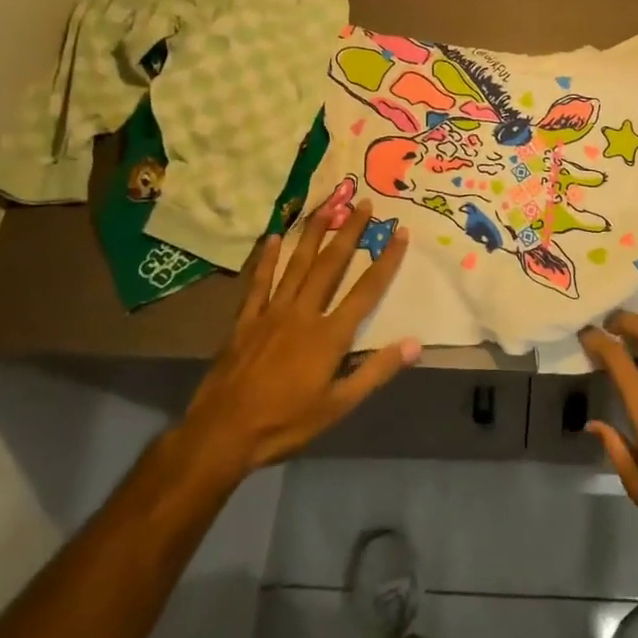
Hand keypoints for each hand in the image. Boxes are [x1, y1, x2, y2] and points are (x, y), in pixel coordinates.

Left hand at [174, 200, 417, 481]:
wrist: (222, 434)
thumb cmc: (286, 422)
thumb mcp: (339, 405)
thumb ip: (376, 371)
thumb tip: (415, 344)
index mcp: (330, 335)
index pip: (366, 290)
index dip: (386, 260)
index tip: (400, 232)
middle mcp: (303, 314)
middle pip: (331, 265)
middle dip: (349, 233)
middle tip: (363, 204)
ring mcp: (271, 313)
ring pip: (297, 265)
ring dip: (313, 234)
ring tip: (326, 206)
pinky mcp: (245, 320)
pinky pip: (259, 282)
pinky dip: (266, 260)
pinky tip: (272, 238)